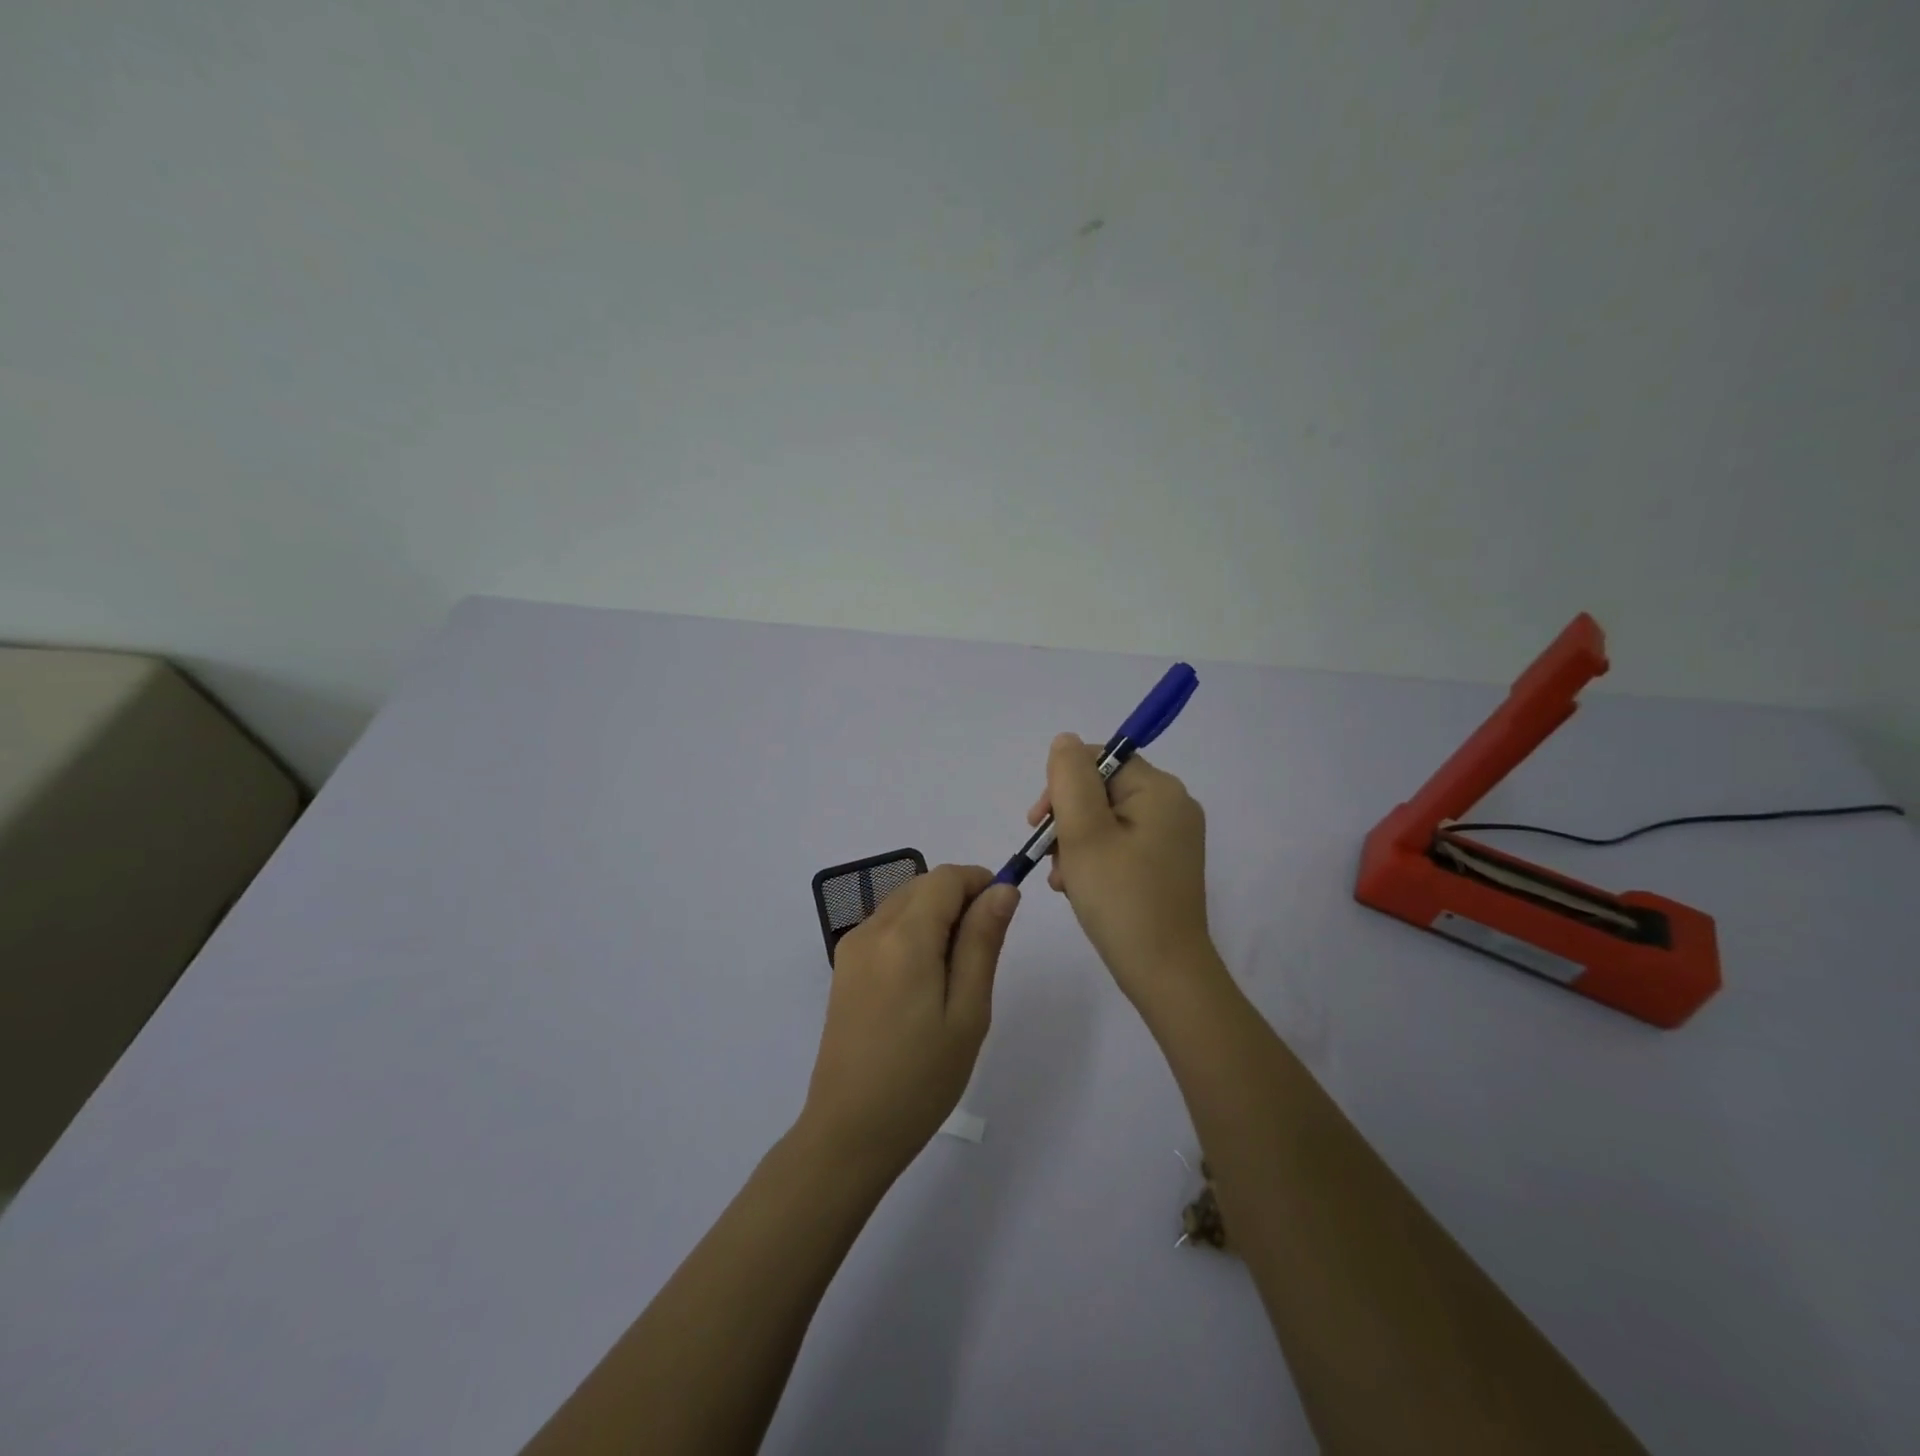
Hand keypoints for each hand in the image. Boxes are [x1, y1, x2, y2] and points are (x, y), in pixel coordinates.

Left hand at [797, 864, 1018, 1180]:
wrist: (850, 1131)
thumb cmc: (921, 1078)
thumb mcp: (968, 1011)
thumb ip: (983, 942)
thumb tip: (1002, 889)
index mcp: (904, 937)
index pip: (946, 878)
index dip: (980, 881)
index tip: (1004, 912)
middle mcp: (872, 930)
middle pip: (923, 886)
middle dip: (960, 899)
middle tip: (984, 953)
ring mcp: (852, 948)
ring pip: (904, 904)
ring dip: (937, 916)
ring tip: (956, 974)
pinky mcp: (844, 968)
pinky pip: (886, 928)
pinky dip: (914, 933)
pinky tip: (926, 982)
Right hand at [1031, 733, 1215, 1006]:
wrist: (1165, 973)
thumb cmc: (1121, 898)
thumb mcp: (1084, 832)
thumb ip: (1069, 778)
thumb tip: (1064, 741)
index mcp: (1160, 790)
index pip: (1099, 759)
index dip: (1062, 784)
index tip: (1039, 822)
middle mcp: (1173, 806)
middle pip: (1101, 789)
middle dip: (1066, 819)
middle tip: (1049, 855)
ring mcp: (1172, 838)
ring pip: (1105, 820)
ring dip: (1074, 843)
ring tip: (1063, 879)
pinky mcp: (1165, 865)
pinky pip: (1120, 845)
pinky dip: (1093, 860)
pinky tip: (1077, 887)